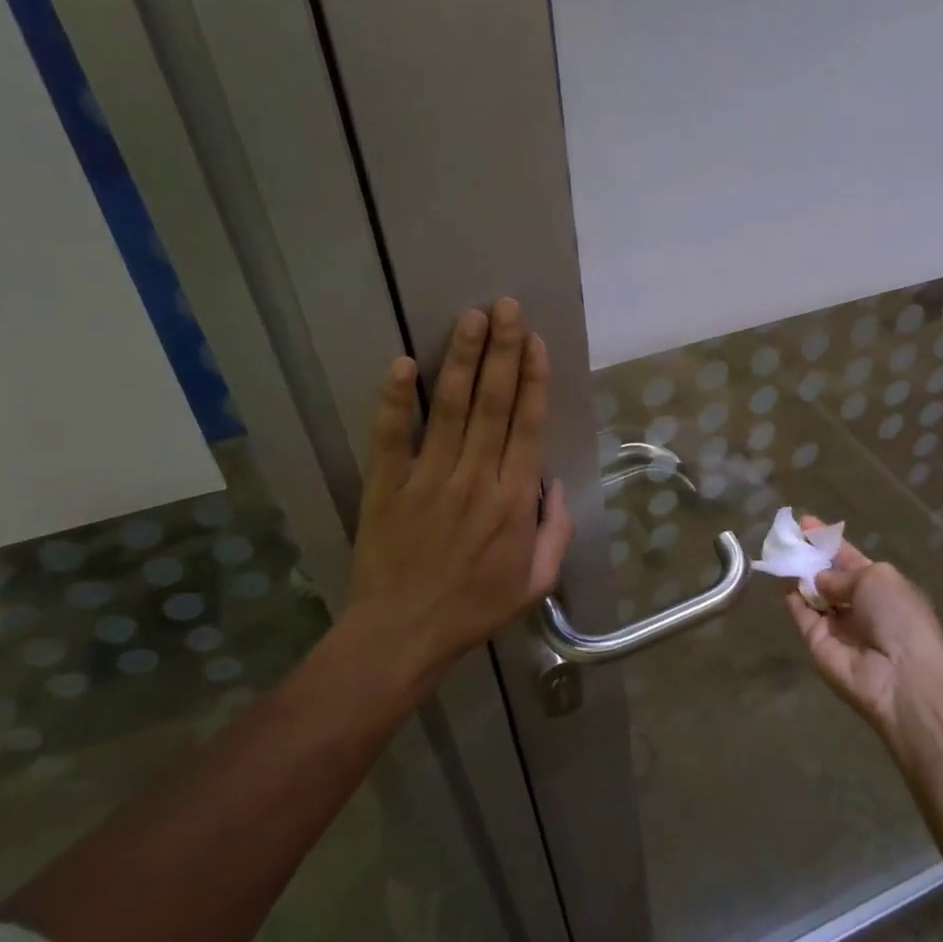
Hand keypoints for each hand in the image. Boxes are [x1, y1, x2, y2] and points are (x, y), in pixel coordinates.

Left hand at [345, 299, 573, 682]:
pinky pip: (392, 437)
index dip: (533, 380)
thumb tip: (553, 483)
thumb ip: (555, 531)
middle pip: (493, 404)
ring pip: (450, 409)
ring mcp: (428, 479)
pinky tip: (401, 365)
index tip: (535, 342)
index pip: (528, 426)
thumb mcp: (536, 582)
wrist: (402, 634)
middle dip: (502, 352)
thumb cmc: (474, 608)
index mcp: (513, 501)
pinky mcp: (387, 486)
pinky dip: (396, 401)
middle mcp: (475, 479)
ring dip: (461, 361)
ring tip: (471, 318)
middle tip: (507, 307)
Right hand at [785, 517, 942, 743]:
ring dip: (797, 576)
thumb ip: (840, 573)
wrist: (900, 675)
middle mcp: (859, 605)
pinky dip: (792, 600)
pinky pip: (803, 617)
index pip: (849, 558)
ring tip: (778, 553)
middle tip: (785, 537)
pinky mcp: (818, 645)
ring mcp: (838, 626)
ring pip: (812, 596)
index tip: (805, 522)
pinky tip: (780, 580)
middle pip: (828, 578)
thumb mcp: (877, 578)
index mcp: (881, 586)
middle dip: (809, 558)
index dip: (828, 541)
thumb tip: (818, 580)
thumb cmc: (898, 616)